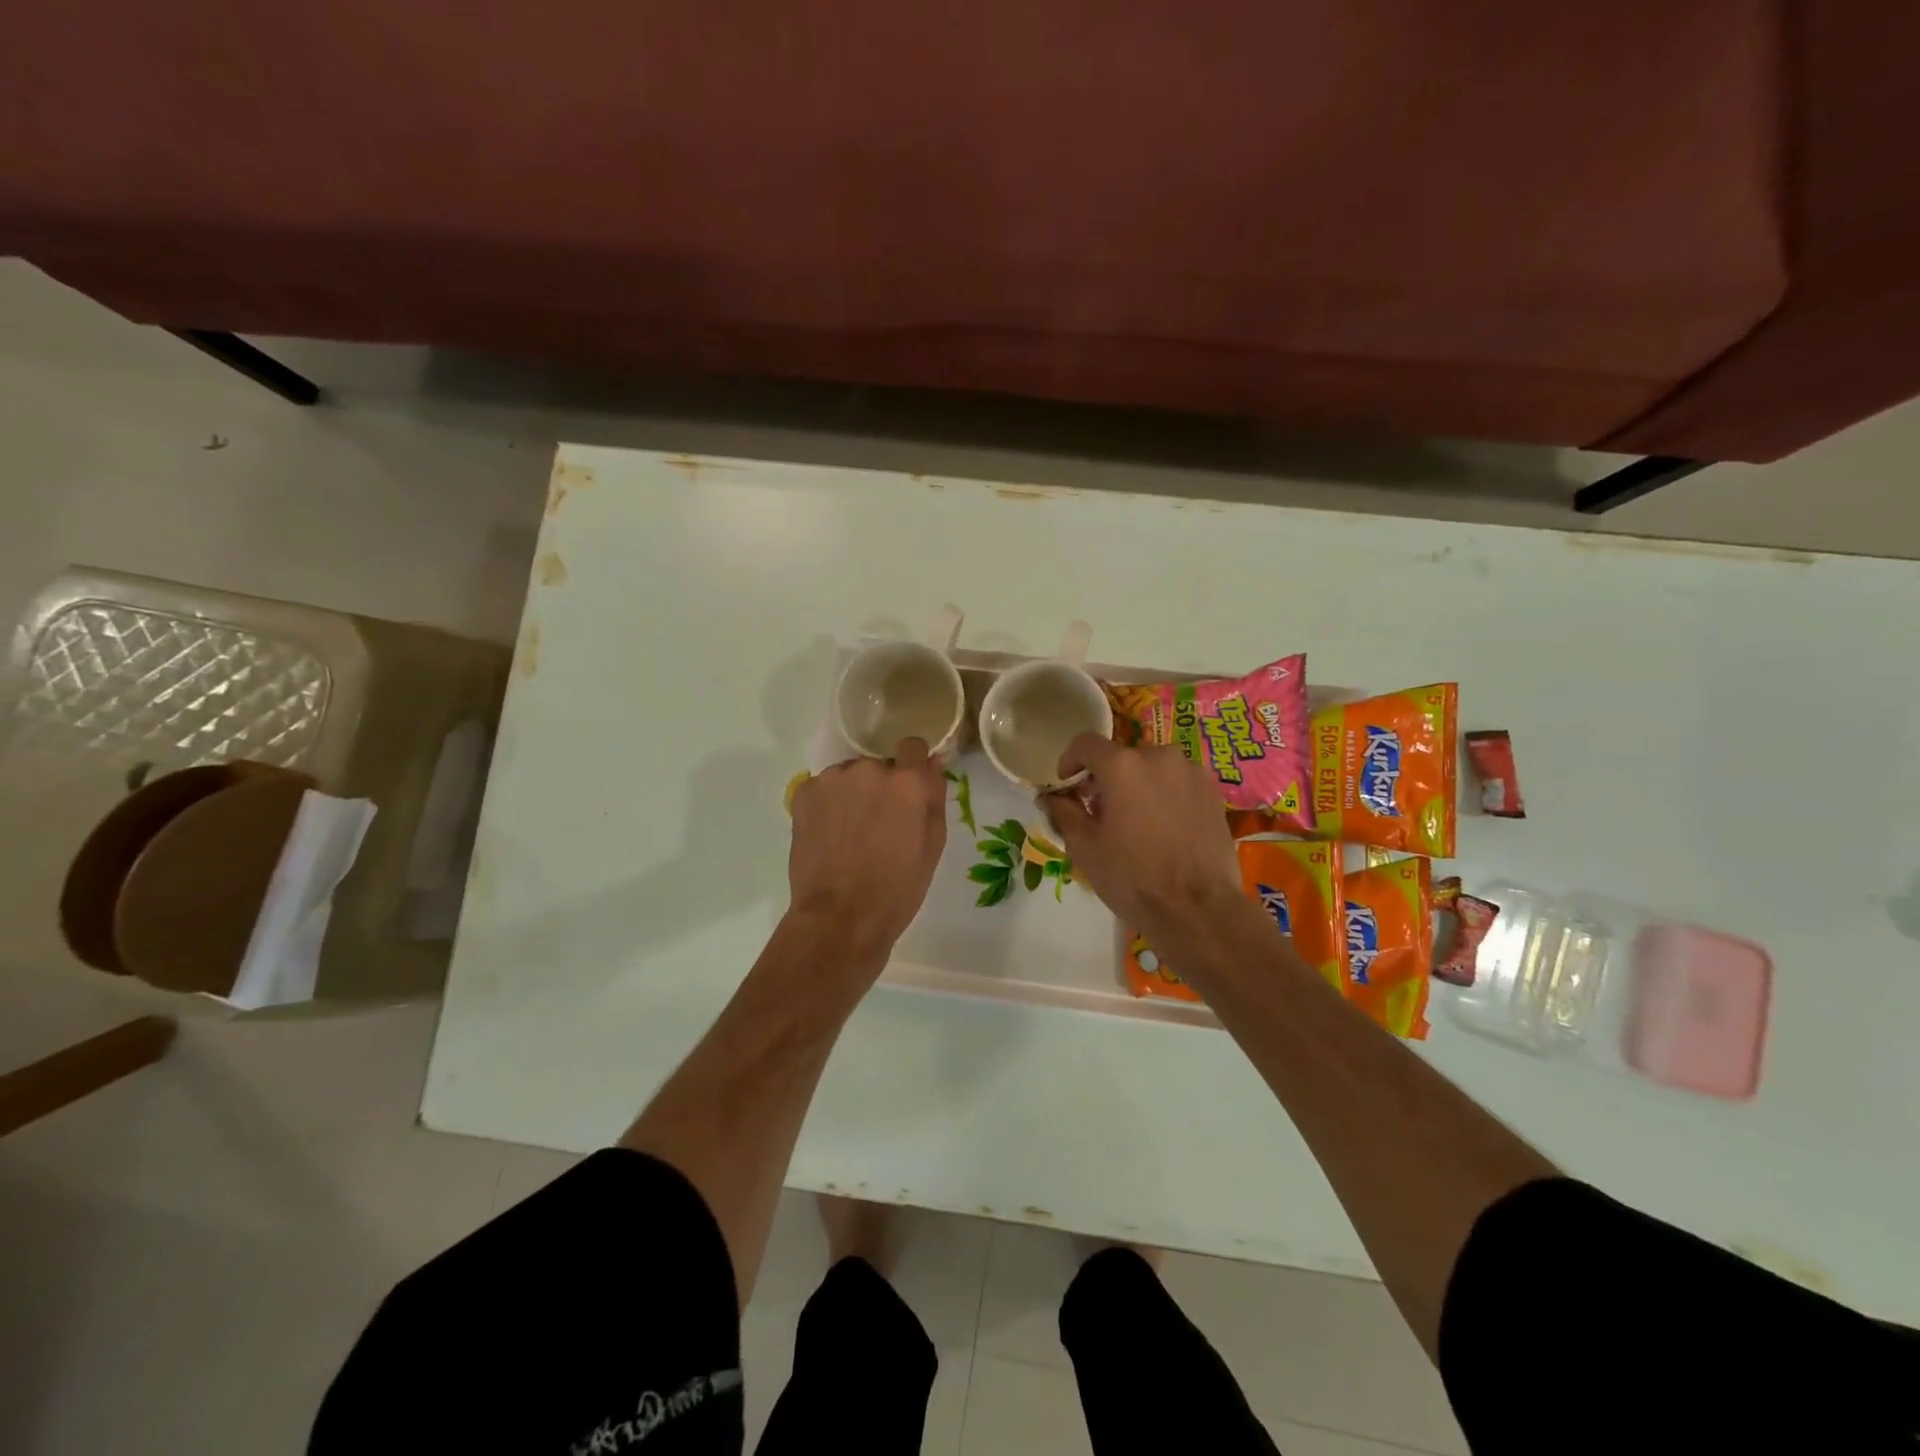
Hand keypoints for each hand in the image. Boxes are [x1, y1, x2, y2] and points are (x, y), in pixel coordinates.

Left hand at [787, 737, 947, 959]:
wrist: (840, 916)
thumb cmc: (897, 888)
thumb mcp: (932, 845)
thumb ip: (934, 797)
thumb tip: (932, 763)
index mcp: (906, 781)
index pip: (912, 746)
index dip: (913, 766)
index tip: (909, 790)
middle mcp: (869, 770)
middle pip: (879, 766)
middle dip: (882, 788)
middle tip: (879, 825)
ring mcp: (832, 780)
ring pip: (850, 777)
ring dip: (853, 794)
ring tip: (850, 834)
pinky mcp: (804, 794)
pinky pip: (824, 788)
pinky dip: (828, 804)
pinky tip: (829, 836)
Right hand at [1041, 734, 1244, 947]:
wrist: (1199, 910)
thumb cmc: (1133, 879)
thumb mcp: (1085, 848)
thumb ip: (1064, 812)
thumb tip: (1051, 796)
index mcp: (1122, 766)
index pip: (1086, 743)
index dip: (1070, 760)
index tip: (1067, 785)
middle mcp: (1159, 756)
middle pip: (1122, 757)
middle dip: (1106, 779)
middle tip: (1101, 813)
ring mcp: (1191, 772)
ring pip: (1153, 768)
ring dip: (1138, 785)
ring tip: (1137, 823)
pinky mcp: (1213, 790)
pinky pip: (1178, 782)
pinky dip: (1165, 795)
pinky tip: (1165, 829)